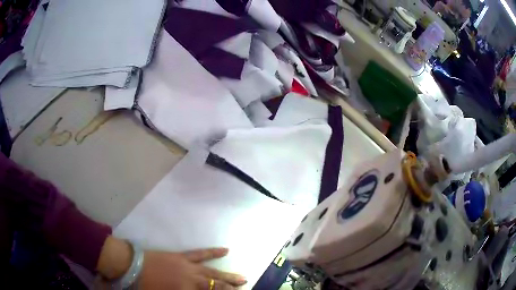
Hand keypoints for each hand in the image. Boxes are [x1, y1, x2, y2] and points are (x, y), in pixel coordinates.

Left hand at [138, 248, 246, 289]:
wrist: (133, 266)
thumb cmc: (147, 286)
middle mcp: (192, 278)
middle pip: (215, 284)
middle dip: (230, 287)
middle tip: (244, 286)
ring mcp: (188, 265)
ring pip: (212, 271)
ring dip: (228, 275)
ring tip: (242, 277)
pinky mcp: (183, 256)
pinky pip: (200, 253)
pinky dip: (213, 252)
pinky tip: (225, 250)